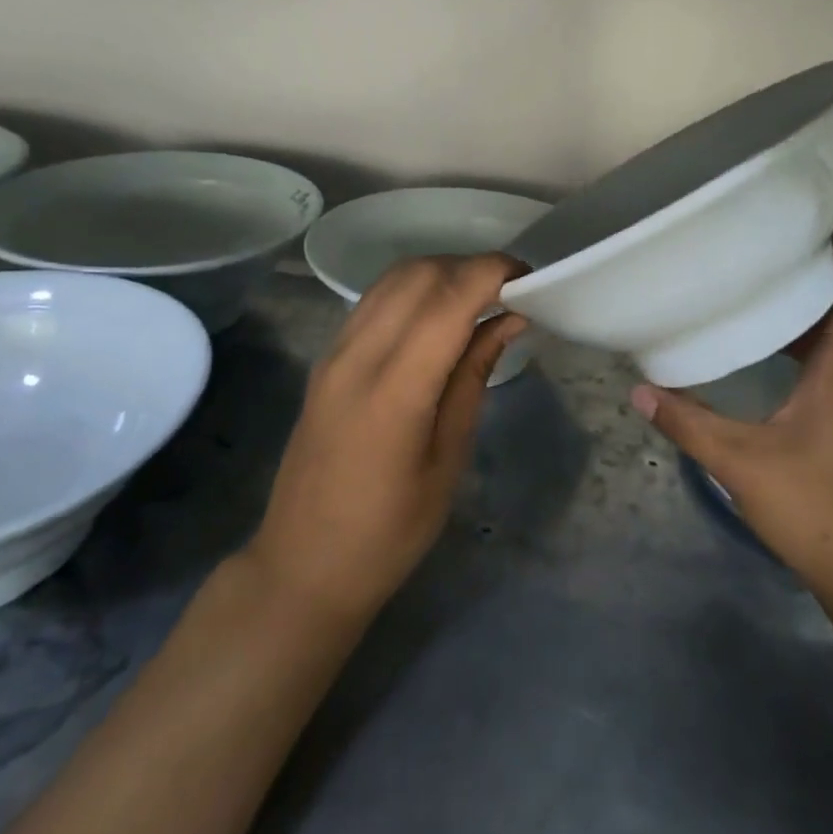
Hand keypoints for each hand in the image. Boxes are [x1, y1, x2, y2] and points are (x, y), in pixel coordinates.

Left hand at [246, 255, 525, 625]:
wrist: (302, 566)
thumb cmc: (390, 530)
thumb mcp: (449, 457)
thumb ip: (474, 376)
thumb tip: (510, 319)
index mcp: (395, 389)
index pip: (449, 298)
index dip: (493, 272)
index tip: (530, 278)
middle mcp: (358, 355)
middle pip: (420, 274)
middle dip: (472, 267)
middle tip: (510, 291)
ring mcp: (335, 353)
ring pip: (394, 278)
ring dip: (442, 272)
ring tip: (479, 299)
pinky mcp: (326, 359)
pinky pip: (375, 300)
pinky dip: (415, 289)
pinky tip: (439, 315)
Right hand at [632, 226, 832, 630]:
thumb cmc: (820, 510)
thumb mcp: (743, 464)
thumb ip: (689, 424)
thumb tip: (640, 390)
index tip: (826, 220)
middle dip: (815, 278)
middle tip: (770, 251)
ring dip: (809, 317)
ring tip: (764, 294)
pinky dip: (807, 352)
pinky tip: (772, 363)